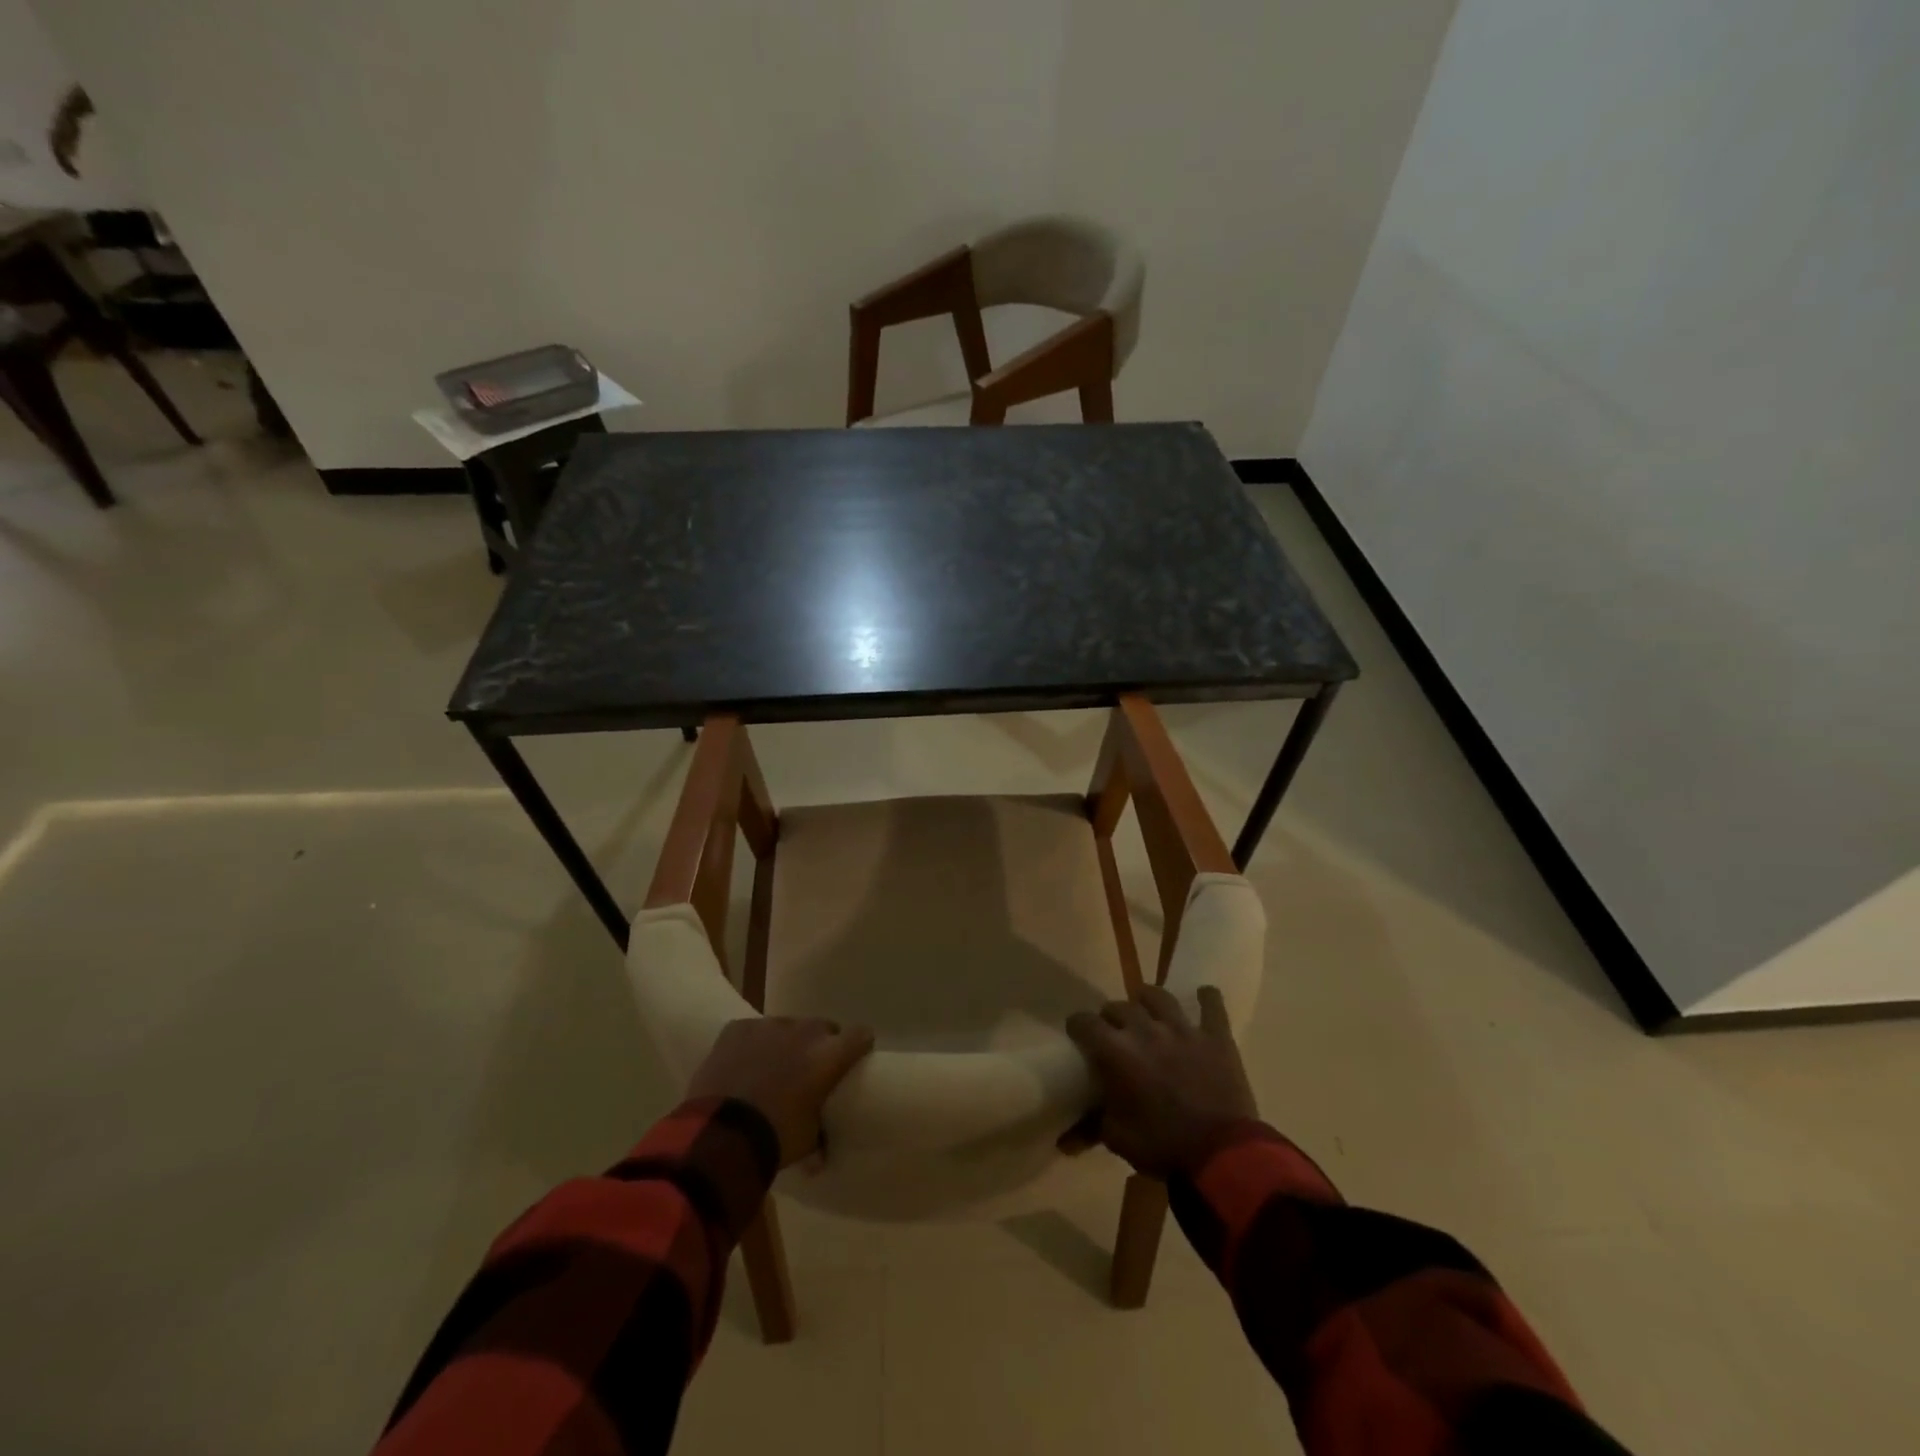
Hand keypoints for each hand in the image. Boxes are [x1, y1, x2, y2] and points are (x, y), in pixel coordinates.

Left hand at [688, 1017, 874, 1166]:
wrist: (720, 1134)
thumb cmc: (775, 1137)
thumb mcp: (807, 1141)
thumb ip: (820, 1134)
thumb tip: (821, 1153)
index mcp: (829, 1055)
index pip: (860, 1035)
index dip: (859, 1046)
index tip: (853, 1059)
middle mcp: (804, 1031)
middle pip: (822, 1028)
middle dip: (819, 1046)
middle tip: (807, 1071)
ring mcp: (769, 1025)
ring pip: (786, 1028)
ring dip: (784, 1044)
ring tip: (770, 1070)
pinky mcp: (738, 1027)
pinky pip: (752, 1031)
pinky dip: (752, 1045)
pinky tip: (741, 1066)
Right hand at [1065, 984, 1257, 1178]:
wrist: (1223, 1155)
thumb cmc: (1164, 1147)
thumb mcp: (1119, 1139)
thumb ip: (1093, 1125)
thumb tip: (1068, 1137)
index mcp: (1117, 1051)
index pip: (1084, 1023)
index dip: (1077, 1026)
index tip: (1077, 1035)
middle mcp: (1145, 1030)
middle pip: (1119, 1007)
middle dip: (1111, 1017)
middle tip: (1114, 1032)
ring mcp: (1183, 1029)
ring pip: (1158, 996)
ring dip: (1147, 1000)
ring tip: (1147, 1008)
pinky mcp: (1214, 1037)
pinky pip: (1212, 1007)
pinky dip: (1207, 998)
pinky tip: (1204, 993)